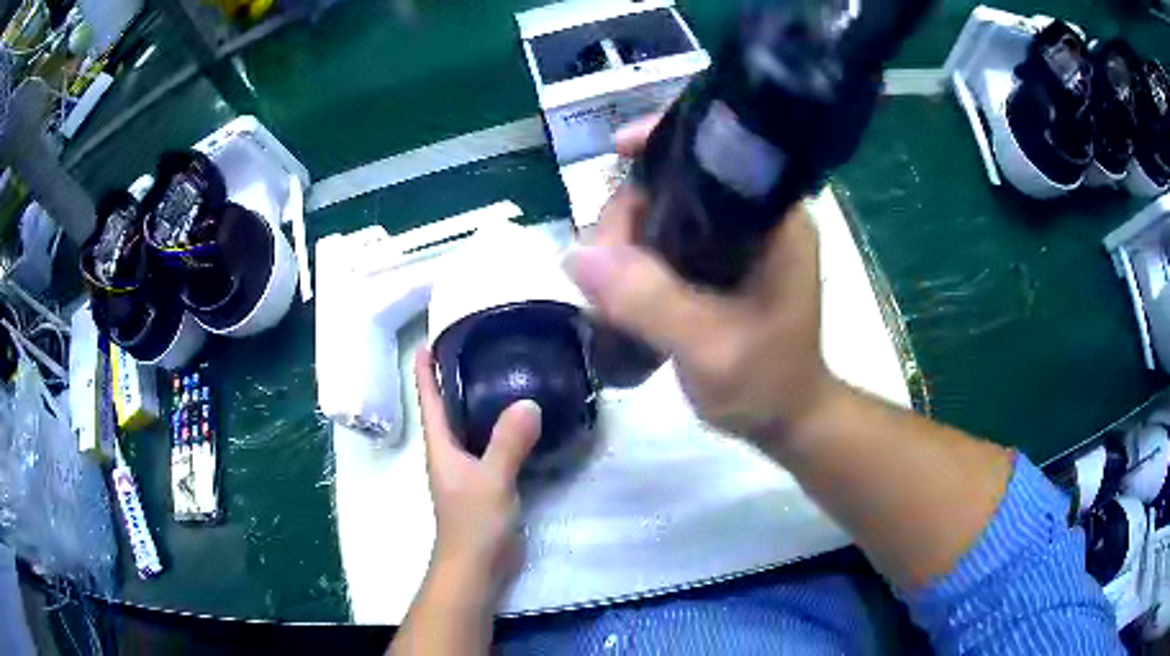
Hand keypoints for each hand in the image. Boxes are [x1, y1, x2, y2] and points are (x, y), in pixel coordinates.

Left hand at [414, 349, 541, 592]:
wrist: (478, 565)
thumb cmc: (473, 523)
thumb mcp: (491, 479)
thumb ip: (508, 443)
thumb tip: (529, 402)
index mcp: (440, 447)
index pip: (429, 400)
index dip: (424, 371)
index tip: (425, 342)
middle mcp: (449, 453)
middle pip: (447, 408)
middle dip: (453, 379)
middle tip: (475, 347)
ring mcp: (467, 469)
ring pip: (471, 427)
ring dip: (479, 402)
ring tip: (501, 375)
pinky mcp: (486, 483)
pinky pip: (491, 446)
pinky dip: (501, 428)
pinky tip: (523, 421)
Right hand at [568, 117, 833, 443]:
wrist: (784, 419)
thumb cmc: (766, 383)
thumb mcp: (710, 347)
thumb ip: (650, 301)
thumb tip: (575, 254)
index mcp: (775, 220)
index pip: (719, 152)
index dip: (666, 140)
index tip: (618, 151)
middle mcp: (754, 217)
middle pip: (676, 180)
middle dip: (628, 211)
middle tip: (601, 267)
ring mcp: (733, 240)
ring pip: (662, 211)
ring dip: (623, 239)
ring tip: (606, 290)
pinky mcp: (715, 262)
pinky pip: (661, 240)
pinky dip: (632, 257)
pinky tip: (616, 288)